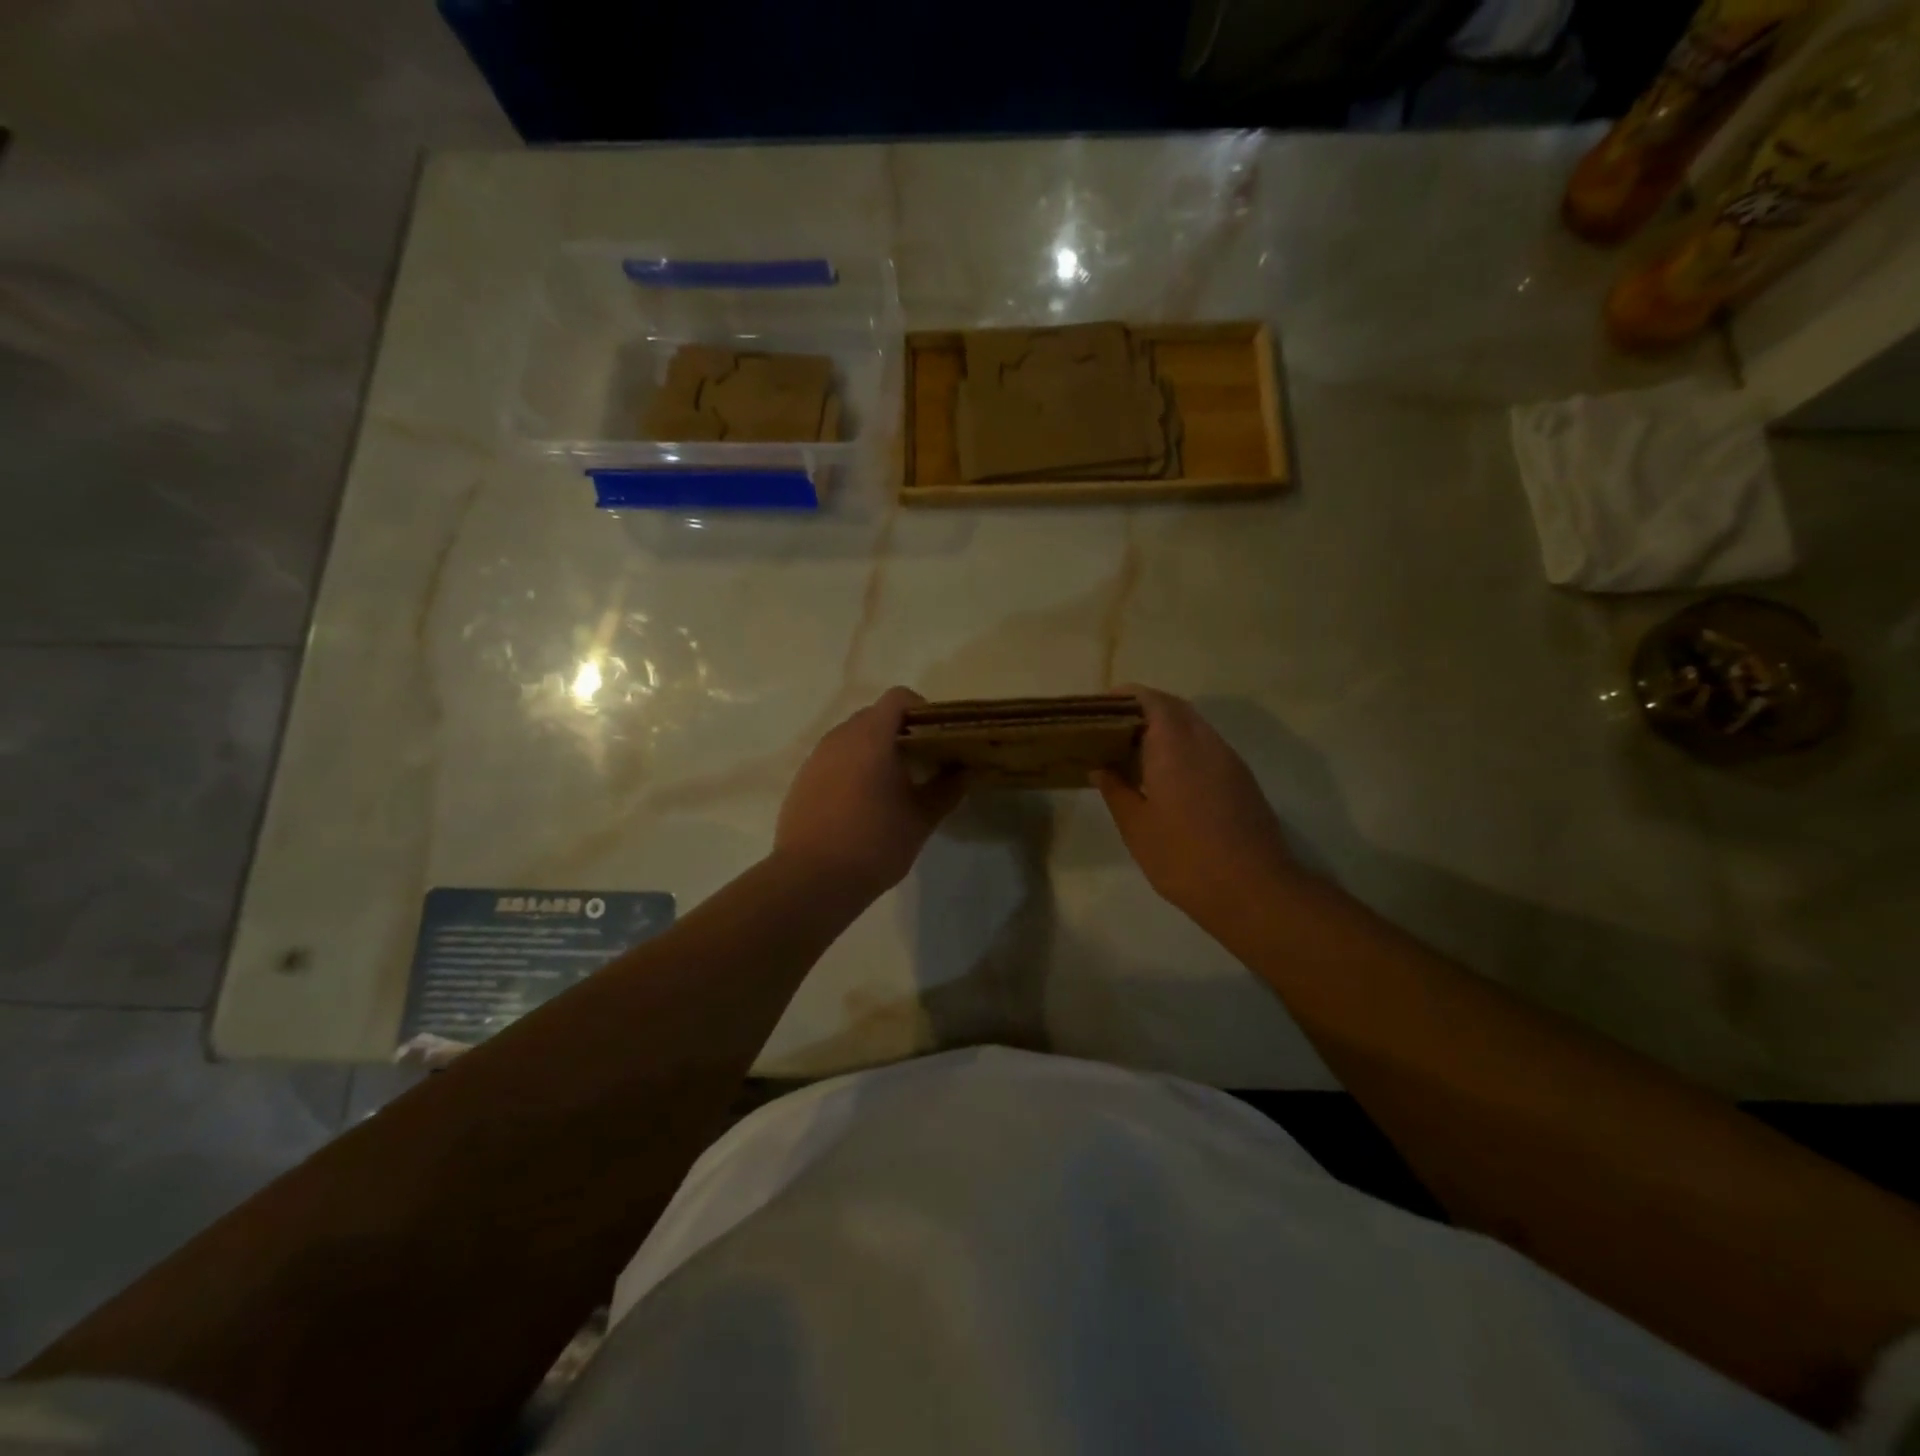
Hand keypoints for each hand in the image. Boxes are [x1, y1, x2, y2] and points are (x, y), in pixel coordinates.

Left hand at [774, 687, 964, 901]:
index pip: (898, 698)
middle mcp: (840, 738)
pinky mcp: (802, 780)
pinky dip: (852, 768)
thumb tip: (964, 771)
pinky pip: (833, 760)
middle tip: (921, 762)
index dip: (921, 710)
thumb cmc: (875, 843)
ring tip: (893, 784)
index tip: (936, 736)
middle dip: (899, 731)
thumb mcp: (921, 819)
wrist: (812, 879)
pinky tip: (862, 804)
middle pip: (874, 716)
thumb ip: (946, 789)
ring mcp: (816, 758)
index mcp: (872, 737)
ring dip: (874, 750)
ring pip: (851, 738)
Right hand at [1093, 685, 1300, 924]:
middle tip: (1112, 729)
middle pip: (1174, 708)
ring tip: (1133, 752)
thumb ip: (1116, 790)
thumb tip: (1101, 767)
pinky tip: (1165, 776)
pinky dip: (1182, 747)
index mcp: (1175, 745)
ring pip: (1193, 726)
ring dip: (1165, 729)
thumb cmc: (1184, 858)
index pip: (1150, 700)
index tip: (1099, 709)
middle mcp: (1205, 742)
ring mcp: (1229, 760)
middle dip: (1143, 709)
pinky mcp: (1242, 780)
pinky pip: (1206, 747)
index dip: (1125, 697)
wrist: (1253, 891)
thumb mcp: (1136, 826)